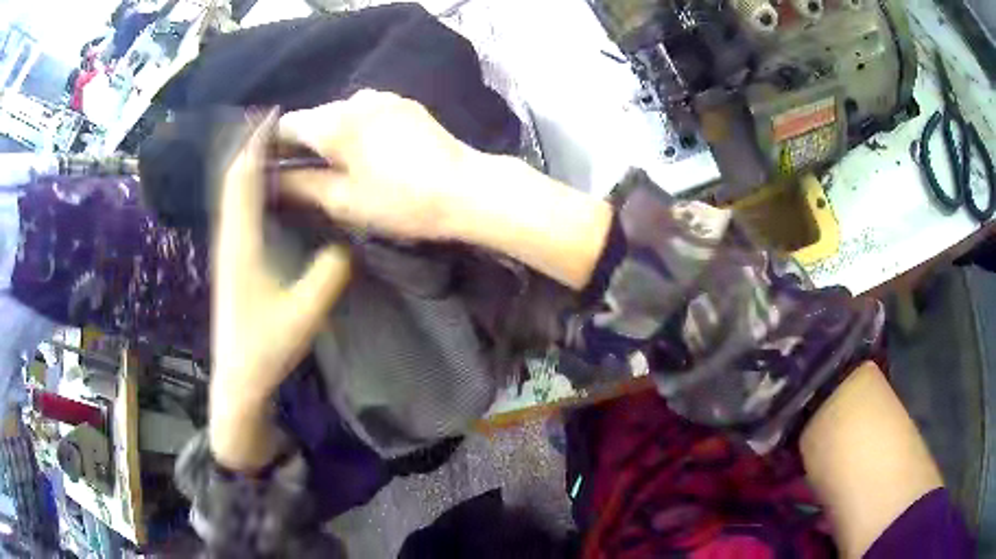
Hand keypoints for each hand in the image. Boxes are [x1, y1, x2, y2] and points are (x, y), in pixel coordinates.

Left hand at [209, 112, 350, 468]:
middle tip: (275, 121)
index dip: (255, 143)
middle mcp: (229, 238)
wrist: (237, 379)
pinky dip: (248, 187)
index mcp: (241, 243)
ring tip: (272, 143)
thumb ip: (329, 275)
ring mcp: (228, 249)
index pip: (243, 179)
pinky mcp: (232, 260)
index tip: (272, 113)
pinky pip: (237, 210)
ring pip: (232, 193)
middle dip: (249, 144)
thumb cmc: (264, 348)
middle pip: (233, 178)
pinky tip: (264, 187)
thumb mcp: (304, 313)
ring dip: (247, 163)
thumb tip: (349, 243)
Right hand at [278, 89, 480, 239]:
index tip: (270, 167)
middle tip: (303, 176)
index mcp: (334, 121)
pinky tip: (368, 155)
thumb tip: (272, 179)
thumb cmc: (400, 200)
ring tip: (338, 168)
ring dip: (332, 137)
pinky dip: (356, 131)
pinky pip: (366, 114)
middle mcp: (355, 98)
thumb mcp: (343, 201)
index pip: (286, 125)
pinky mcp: (404, 104)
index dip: (273, 146)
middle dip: (304, 144)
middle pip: (314, 118)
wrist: (465, 189)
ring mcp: (383, 97)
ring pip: (340, 115)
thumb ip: (300, 186)